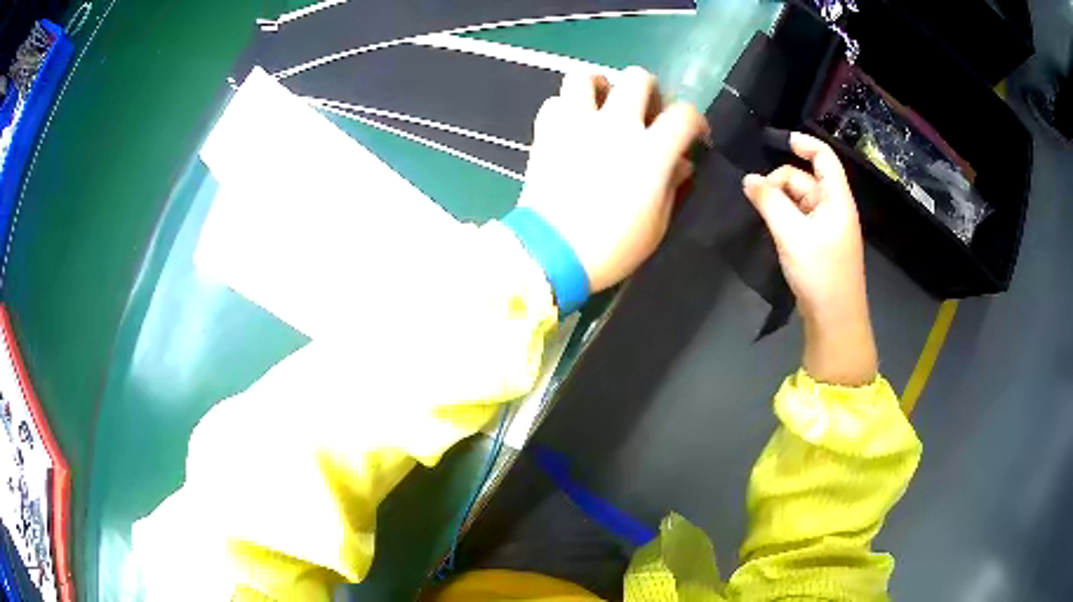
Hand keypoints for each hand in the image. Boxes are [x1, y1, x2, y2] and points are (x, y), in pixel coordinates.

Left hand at [518, 67, 706, 292]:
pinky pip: (554, 102)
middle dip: (648, 90)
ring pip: (585, 76)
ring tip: (601, 104)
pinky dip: (564, 108)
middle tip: (644, 111)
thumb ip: (671, 186)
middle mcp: (616, 126)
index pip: (684, 114)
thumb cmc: (612, 247)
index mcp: (651, 151)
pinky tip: (570, 125)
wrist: (551, 253)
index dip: (695, 120)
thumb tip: (679, 163)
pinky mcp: (546, 132)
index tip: (692, 134)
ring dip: (599, 85)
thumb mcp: (656, 225)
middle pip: (637, 78)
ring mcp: (577, 124)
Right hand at [743, 133, 876, 385]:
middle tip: (755, 198)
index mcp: (837, 199)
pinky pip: (799, 219)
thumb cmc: (820, 274)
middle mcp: (833, 208)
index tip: (775, 140)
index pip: (823, 157)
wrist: (835, 322)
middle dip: (779, 182)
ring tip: (760, 215)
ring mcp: (827, 228)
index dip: (802, 143)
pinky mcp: (819, 245)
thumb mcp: (792, 234)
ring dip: (779, 202)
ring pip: (799, 201)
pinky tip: (770, 228)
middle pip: (805, 179)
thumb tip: (749, 179)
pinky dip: (784, 218)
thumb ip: (769, 202)